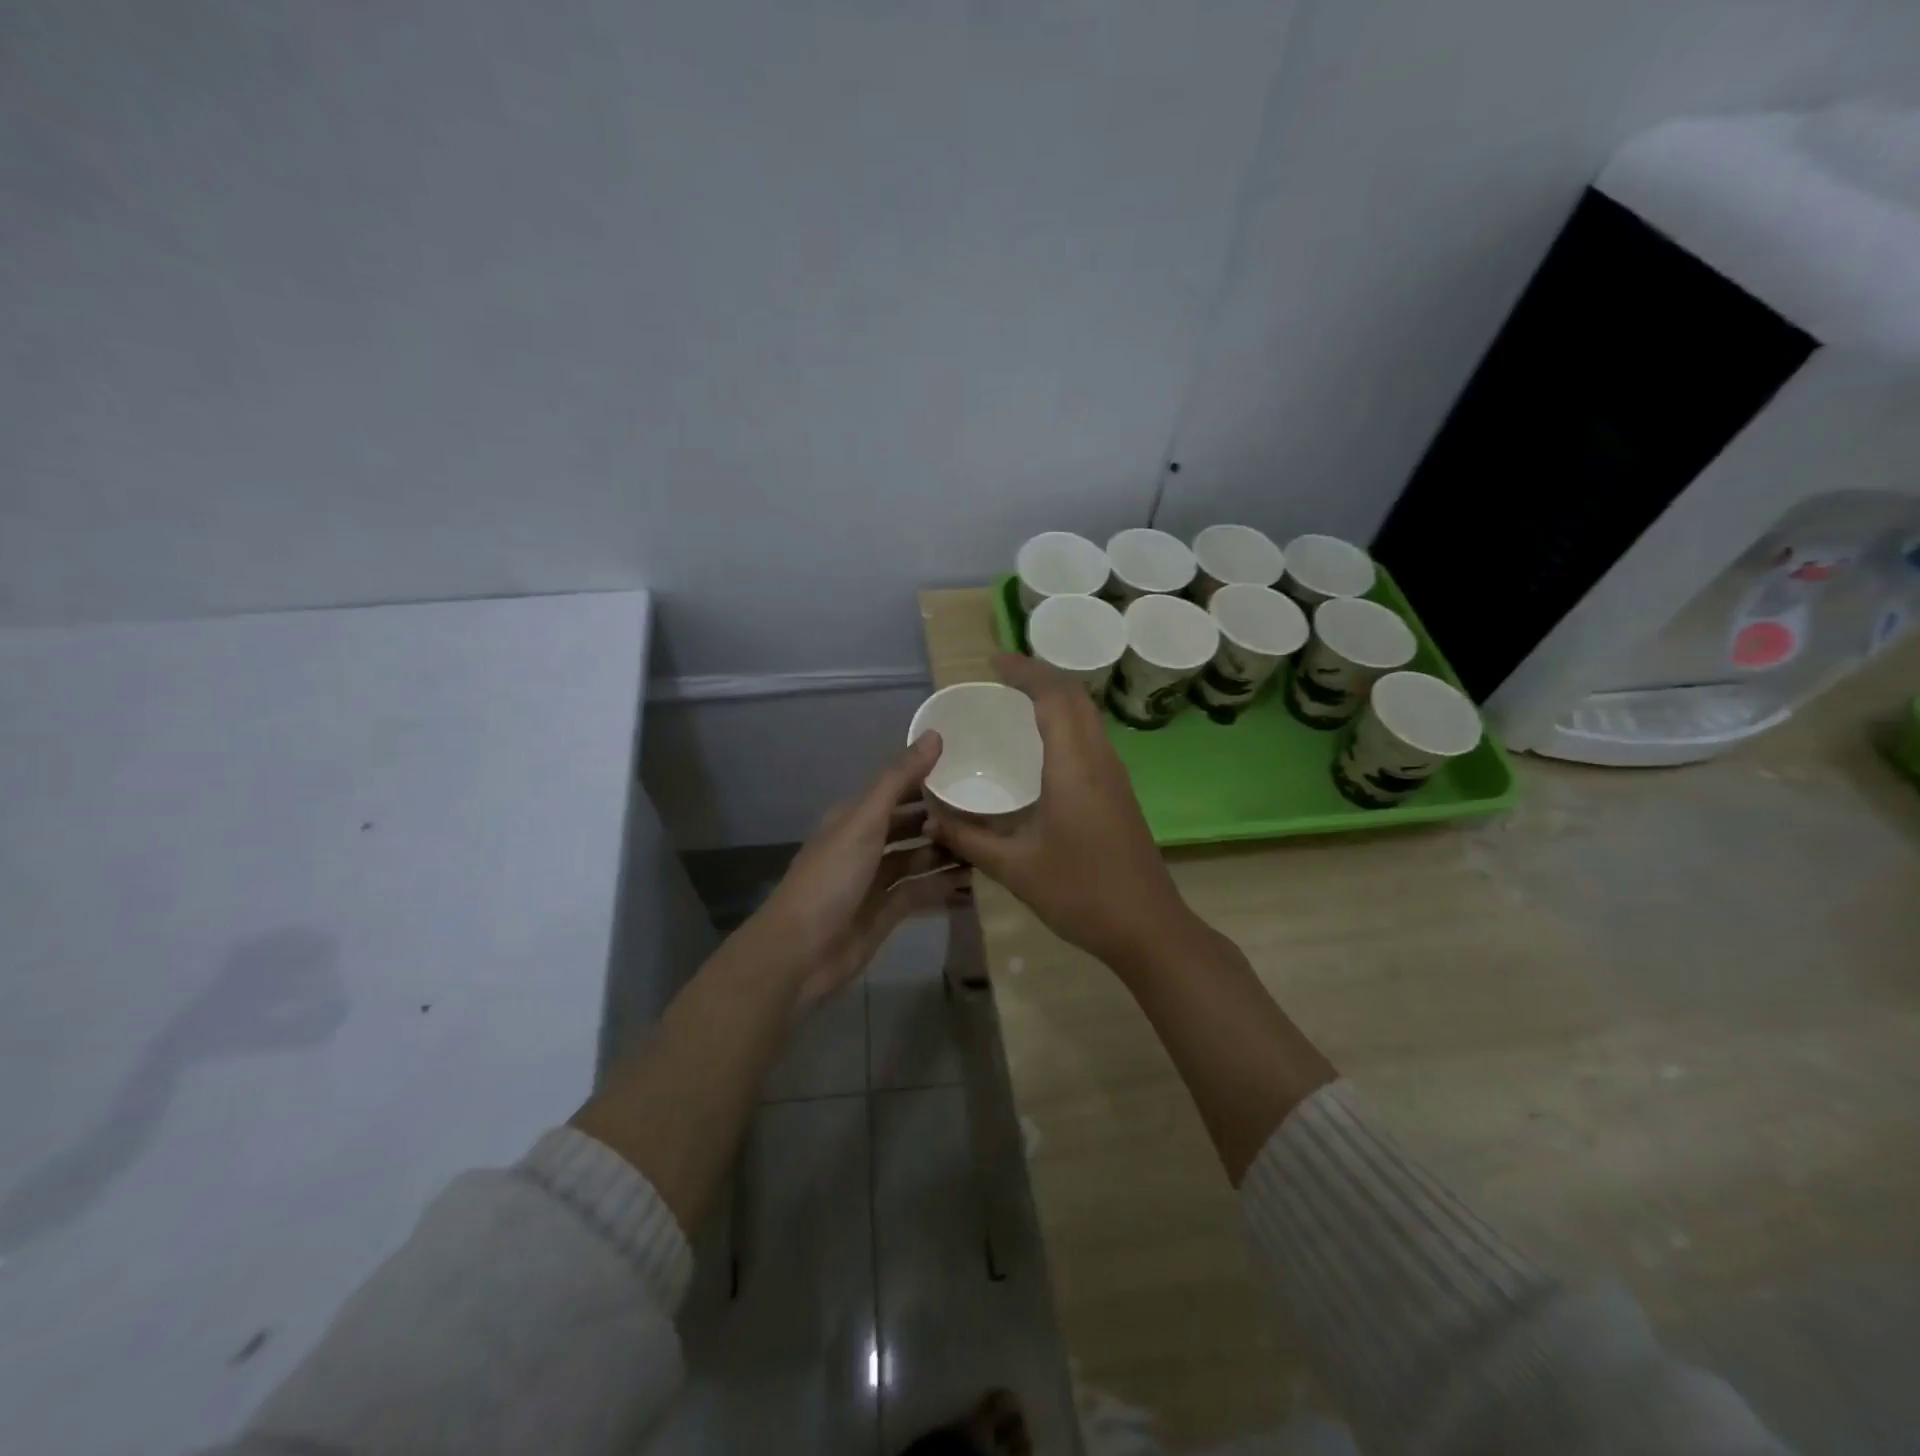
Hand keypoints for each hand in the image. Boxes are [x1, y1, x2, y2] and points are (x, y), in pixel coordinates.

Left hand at [754, 734, 968, 1010]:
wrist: (800, 953)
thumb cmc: (830, 878)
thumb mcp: (864, 821)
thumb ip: (899, 780)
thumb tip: (934, 735)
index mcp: (855, 817)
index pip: (897, 788)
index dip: (929, 777)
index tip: (971, 768)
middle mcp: (866, 844)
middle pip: (910, 824)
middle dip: (943, 817)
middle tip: (990, 809)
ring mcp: (876, 879)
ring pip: (918, 857)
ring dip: (948, 851)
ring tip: (989, 842)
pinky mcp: (887, 911)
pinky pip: (922, 890)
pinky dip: (944, 884)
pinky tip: (975, 879)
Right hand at [926, 654, 1197, 971]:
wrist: (1148, 928)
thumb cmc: (1080, 893)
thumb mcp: (1015, 868)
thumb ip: (969, 838)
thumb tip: (930, 816)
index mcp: (1074, 767)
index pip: (1054, 697)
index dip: (1025, 672)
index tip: (994, 662)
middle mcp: (1099, 760)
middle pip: (1076, 698)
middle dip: (1041, 677)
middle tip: (1002, 678)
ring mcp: (1115, 776)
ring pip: (1089, 717)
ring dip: (1057, 698)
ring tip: (1019, 702)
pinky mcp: (1120, 794)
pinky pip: (1092, 739)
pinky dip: (1067, 723)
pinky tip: (1043, 748)